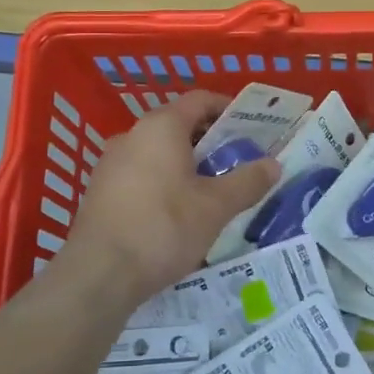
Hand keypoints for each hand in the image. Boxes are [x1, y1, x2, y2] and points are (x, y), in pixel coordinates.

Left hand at [63, 91, 281, 302]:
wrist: (99, 274)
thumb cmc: (163, 227)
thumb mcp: (216, 207)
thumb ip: (247, 181)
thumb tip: (274, 164)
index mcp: (161, 126)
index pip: (200, 100)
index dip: (229, 109)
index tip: (253, 127)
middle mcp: (132, 135)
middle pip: (179, 126)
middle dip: (212, 141)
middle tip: (240, 162)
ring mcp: (111, 163)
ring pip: (159, 153)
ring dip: (188, 165)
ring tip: (214, 190)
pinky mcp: (100, 192)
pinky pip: (141, 175)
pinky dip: (165, 182)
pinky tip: (180, 213)